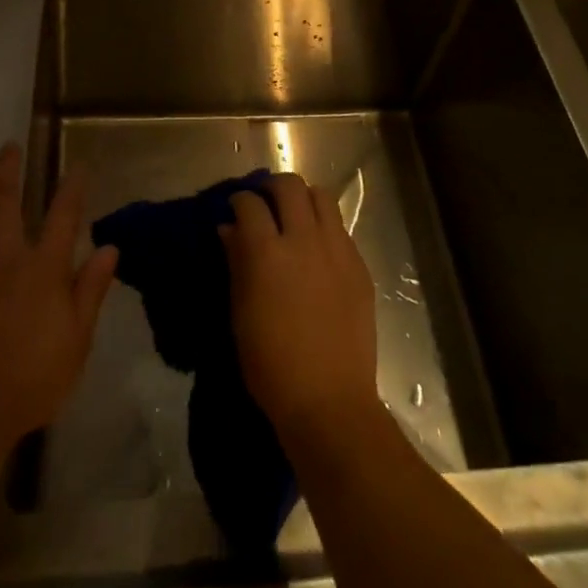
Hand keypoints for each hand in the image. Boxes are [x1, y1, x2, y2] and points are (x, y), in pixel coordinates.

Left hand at [0, 143, 117, 457]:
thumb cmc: (31, 381)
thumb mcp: (77, 340)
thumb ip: (91, 290)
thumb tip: (109, 247)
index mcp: (43, 270)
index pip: (63, 218)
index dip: (72, 189)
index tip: (78, 166)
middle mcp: (6, 262)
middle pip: (7, 206)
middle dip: (10, 173)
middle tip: (10, 146)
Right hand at [220, 173, 378, 441]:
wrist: (329, 401)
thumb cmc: (271, 366)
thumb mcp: (240, 314)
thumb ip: (236, 263)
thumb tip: (229, 229)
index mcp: (267, 253)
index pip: (250, 204)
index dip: (239, 200)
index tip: (235, 208)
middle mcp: (303, 240)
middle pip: (289, 186)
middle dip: (272, 187)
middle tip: (265, 203)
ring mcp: (336, 250)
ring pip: (321, 196)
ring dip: (303, 199)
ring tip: (295, 217)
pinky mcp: (358, 265)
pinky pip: (340, 227)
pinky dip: (324, 226)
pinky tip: (317, 248)